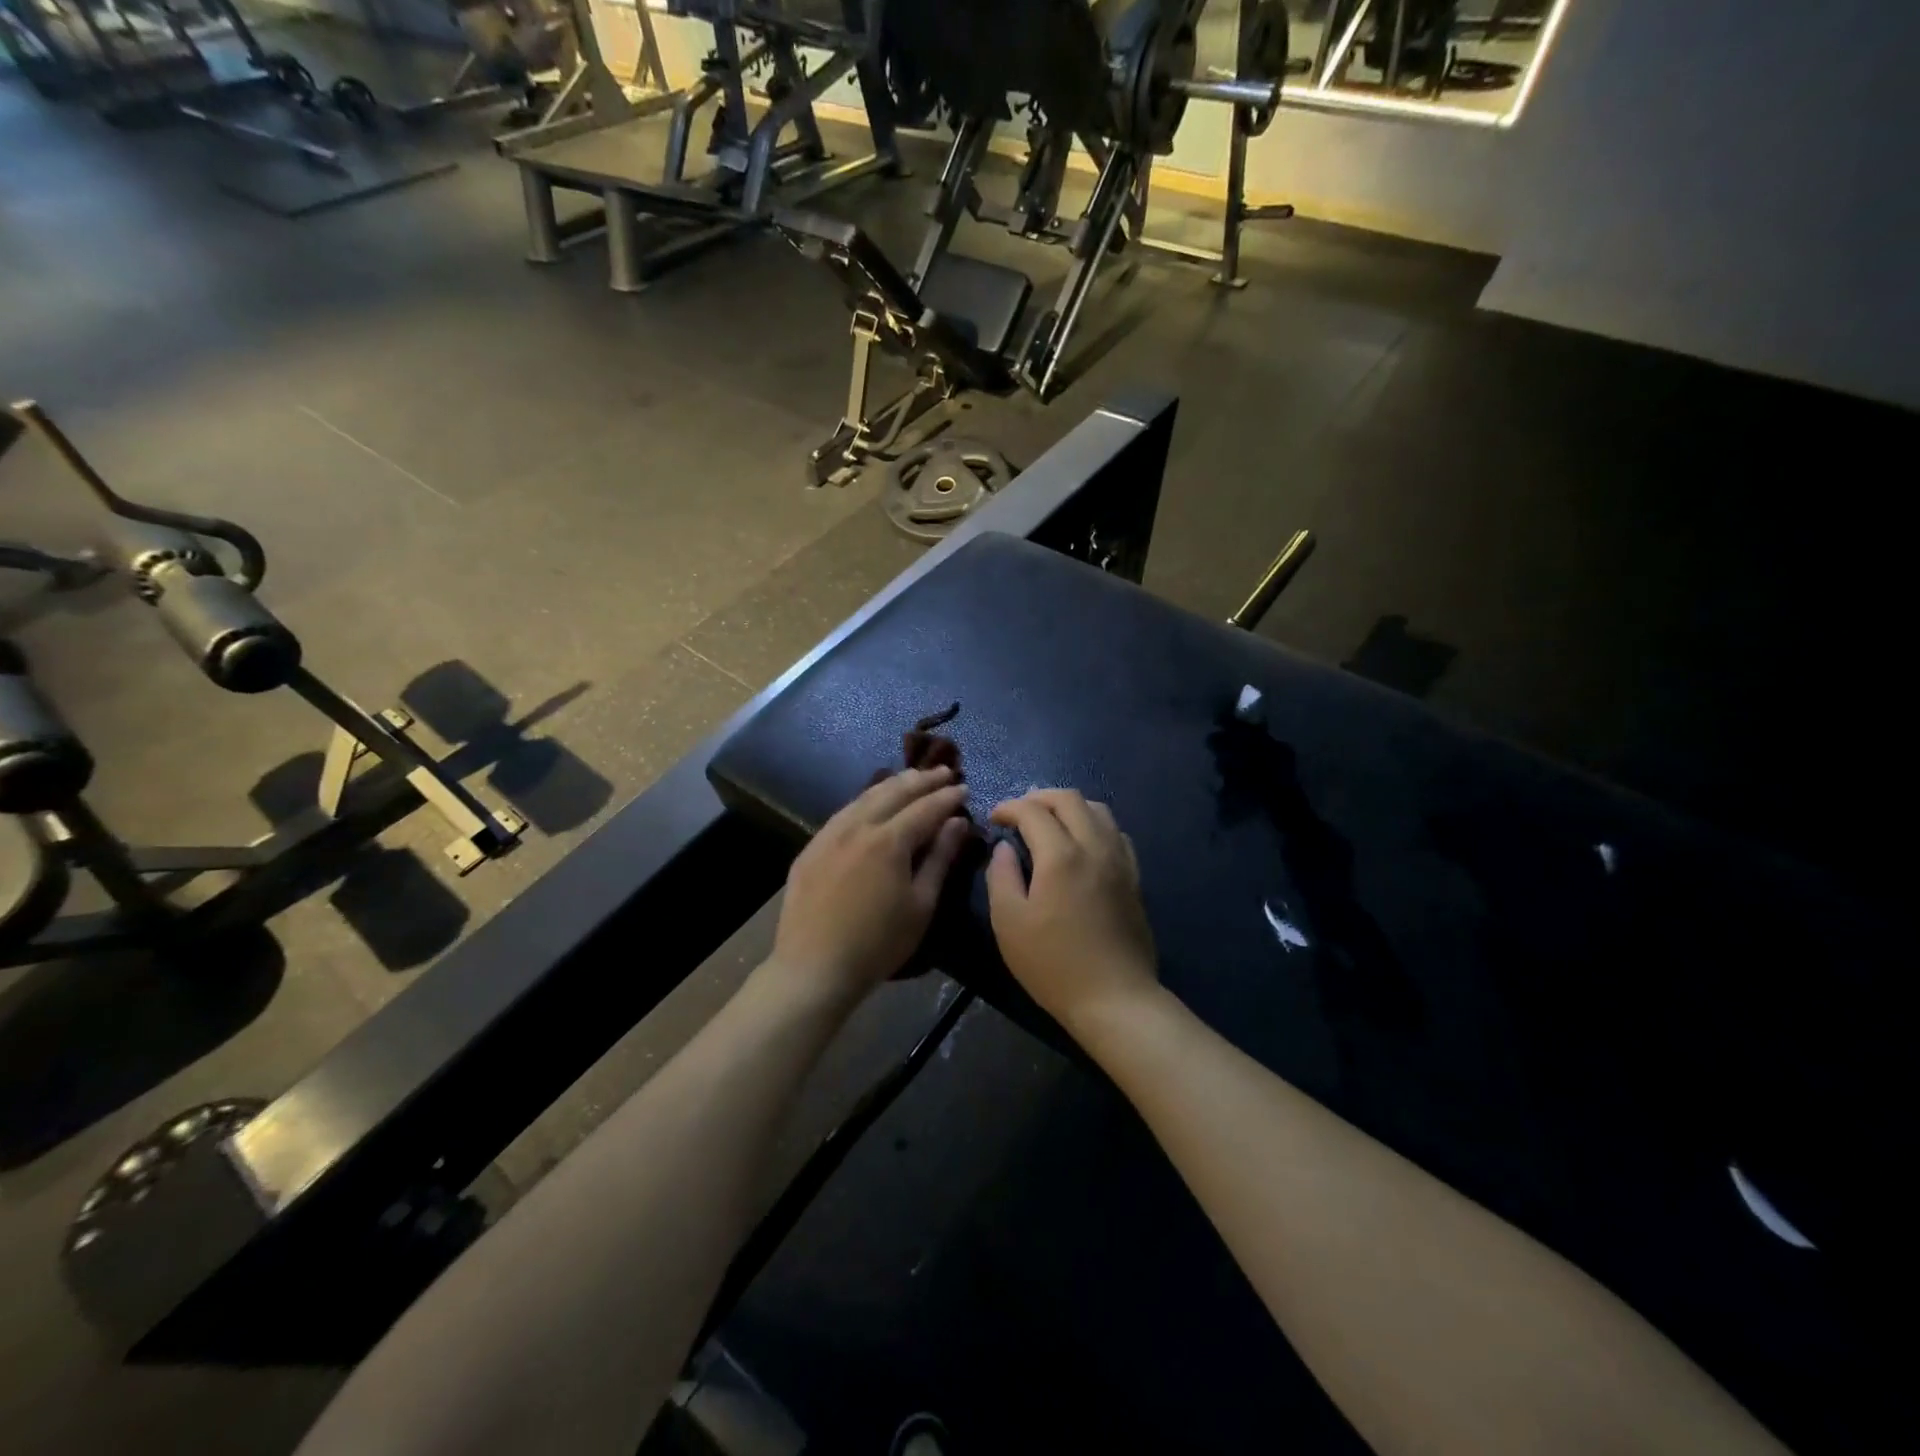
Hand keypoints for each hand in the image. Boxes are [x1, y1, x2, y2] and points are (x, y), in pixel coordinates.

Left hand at [771, 766, 971, 998]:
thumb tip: (958, 823)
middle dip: (922, 780)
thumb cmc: (878, 943)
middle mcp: (857, 827)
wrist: (814, 968)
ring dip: (892, 784)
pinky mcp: (810, 849)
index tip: (965, 788)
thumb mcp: (921, 904)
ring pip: (864, 797)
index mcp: (889, 840)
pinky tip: (871, 804)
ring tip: (912, 778)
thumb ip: (940, 858)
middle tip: (944, 771)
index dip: (948, 797)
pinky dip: (865, 801)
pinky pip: (842, 813)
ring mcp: (829, 835)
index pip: (925, 808)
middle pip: (894, 792)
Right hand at [985, 789, 1157, 1032]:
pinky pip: (1116, 832)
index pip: (1033, 811)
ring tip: (1049, 822)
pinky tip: (1082, 844)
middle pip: (1069, 799)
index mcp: (1061, 856)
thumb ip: (1001, 877)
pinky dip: (1094, 824)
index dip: (1009, 808)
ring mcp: (1120, 860)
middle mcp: (1095, 846)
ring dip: (1069, 807)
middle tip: (1018, 812)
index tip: (994, 818)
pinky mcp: (1134, 877)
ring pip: (1098, 810)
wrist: (1115, 998)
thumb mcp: (1009, 923)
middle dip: (1039, 797)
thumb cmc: (1053, 964)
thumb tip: (1004, 848)